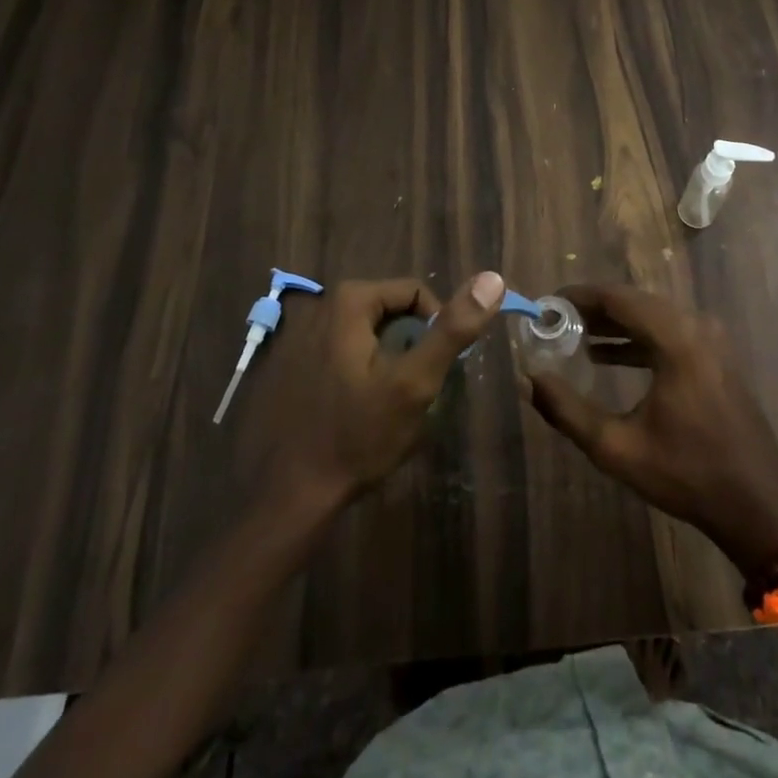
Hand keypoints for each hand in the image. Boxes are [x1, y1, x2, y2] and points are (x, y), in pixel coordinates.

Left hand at [238, 273, 504, 516]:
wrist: (287, 499)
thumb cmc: (357, 437)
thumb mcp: (415, 383)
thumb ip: (452, 329)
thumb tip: (492, 278)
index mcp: (348, 301)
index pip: (415, 292)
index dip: (435, 328)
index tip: (433, 372)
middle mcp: (317, 306)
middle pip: (387, 312)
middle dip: (407, 345)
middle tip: (412, 391)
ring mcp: (295, 335)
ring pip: (363, 334)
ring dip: (382, 359)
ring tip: (384, 404)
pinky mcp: (284, 365)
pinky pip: (336, 352)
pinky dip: (353, 371)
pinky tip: (352, 410)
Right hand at [526, 284, 777, 576]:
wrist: (758, 504)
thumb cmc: (687, 474)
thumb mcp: (618, 448)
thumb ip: (568, 411)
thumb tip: (530, 380)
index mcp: (676, 339)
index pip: (619, 298)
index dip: (580, 296)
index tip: (547, 303)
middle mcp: (696, 327)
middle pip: (636, 302)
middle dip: (594, 309)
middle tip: (556, 320)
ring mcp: (711, 341)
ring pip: (653, 316)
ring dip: (615, 323)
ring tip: (575, 336)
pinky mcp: (716, 357)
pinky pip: (669, 332)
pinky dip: (638, 338)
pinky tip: (609, 355)